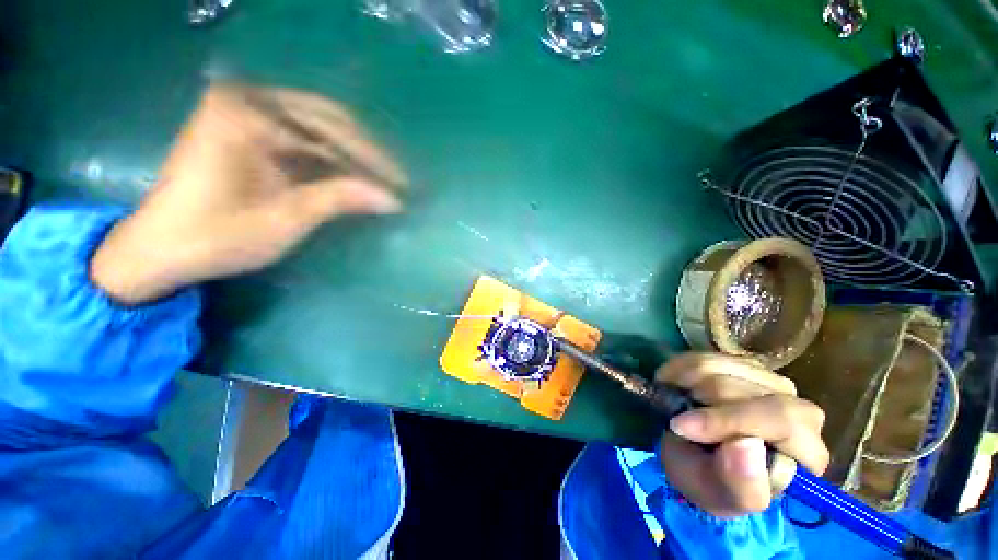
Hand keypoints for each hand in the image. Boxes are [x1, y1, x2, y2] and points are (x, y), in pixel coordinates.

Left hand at [91, 84, 406, 303]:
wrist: (159, 248)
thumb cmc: (216, 236)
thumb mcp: (285, 219)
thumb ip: (341, 199)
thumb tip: (393, 199)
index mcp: (247, 113)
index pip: (330, 128)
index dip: (372, 159)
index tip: (402, 185)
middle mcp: (246, 100)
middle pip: (327, 121)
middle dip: (366, 155)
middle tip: (397, 182)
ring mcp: (245, 112)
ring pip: (317, 129)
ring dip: (352, 157)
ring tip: (381, 182)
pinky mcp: (246, 131)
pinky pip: (301, 139)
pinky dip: (330, 160)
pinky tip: (353, 179)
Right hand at [656, 353, 828, 517]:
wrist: (697, 459)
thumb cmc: (711, 482)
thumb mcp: (719, 495)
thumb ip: (741, 485)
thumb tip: (747, 444)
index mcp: (807, 452)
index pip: (781, 419)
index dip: (727, 420)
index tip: (681, 426)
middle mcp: (799, 410)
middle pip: (744, 389)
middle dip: (701, 402)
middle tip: (676, 418)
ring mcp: (770, 382)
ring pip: (720, 366)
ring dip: (686, 384)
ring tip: (675, 402)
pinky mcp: (743, 366)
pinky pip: (703, 355)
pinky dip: (680, 369)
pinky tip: (675, 386)